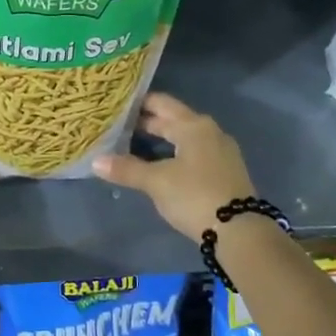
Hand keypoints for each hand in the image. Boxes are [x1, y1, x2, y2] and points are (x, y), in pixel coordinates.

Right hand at [93, 93, 254, 237]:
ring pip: (185, 136)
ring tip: (135, 144)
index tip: (117, 106)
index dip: (138, 104)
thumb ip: (127, 169)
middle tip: (119, 125)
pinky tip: (162, 164)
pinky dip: (176, 152)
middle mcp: (210, 131)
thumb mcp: (156, 182)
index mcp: (193, 125)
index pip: (161, 104)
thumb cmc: (195, 196)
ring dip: (162, 139)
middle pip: (174, 119)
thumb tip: (96, 161)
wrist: (240, 231)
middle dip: (148, 122)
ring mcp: (221, 151)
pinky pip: (195, 152)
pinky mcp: (225, 171)